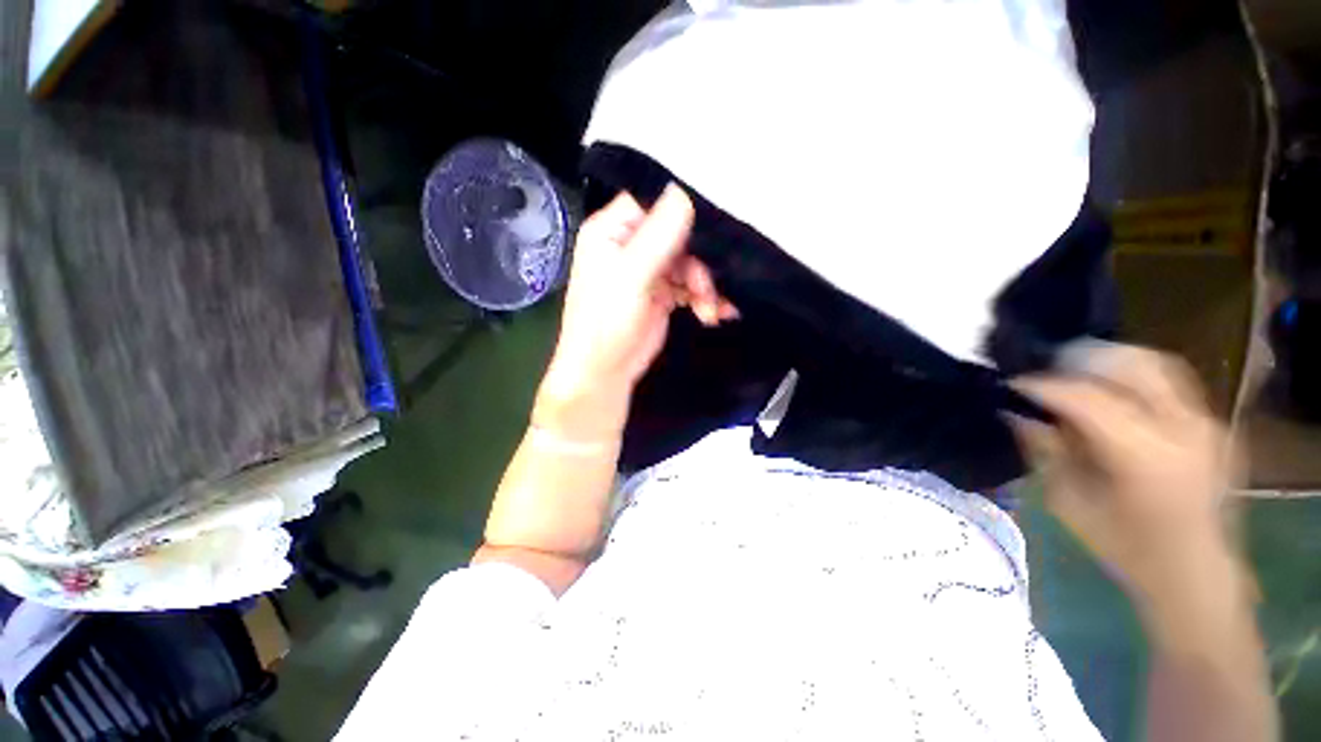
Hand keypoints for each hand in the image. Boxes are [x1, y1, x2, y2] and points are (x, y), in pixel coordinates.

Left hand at [540, 185, 736, 419]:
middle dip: (698, 262)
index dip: (681, 213)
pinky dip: (703, 298)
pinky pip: (689, 286)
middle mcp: (629, 245)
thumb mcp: (632, 276)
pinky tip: (713, 313)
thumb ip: (659, 235)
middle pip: (676, 235)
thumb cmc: (607, 322)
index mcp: (612, 231)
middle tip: (706, 287)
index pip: (652, 203)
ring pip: (688, 262)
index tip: (709, 231)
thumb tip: (684, 190)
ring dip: (705, 285)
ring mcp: (647, 271)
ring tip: (712, 310)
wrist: (605, 372)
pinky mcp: (662, 294)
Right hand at [1010, 343, 1238, 604]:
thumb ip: (1047, 452)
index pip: (1086, 397)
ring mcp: (1205, 423)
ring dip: (1109, 363)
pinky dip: (1133, 377)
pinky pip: (1169, 382)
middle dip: (1080, 361)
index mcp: (1145, 456)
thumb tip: (1018, 414)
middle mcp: (1182, 429)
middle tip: (1046, 374)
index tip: (1012, 383)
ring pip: (1154, 364)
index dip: (1043, 385)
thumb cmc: (1127, 548)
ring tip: (1076, 376)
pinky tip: (1111, 395)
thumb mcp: (1070, 503)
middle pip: (1130, 365)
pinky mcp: (1211, 424)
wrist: (1195, 574)